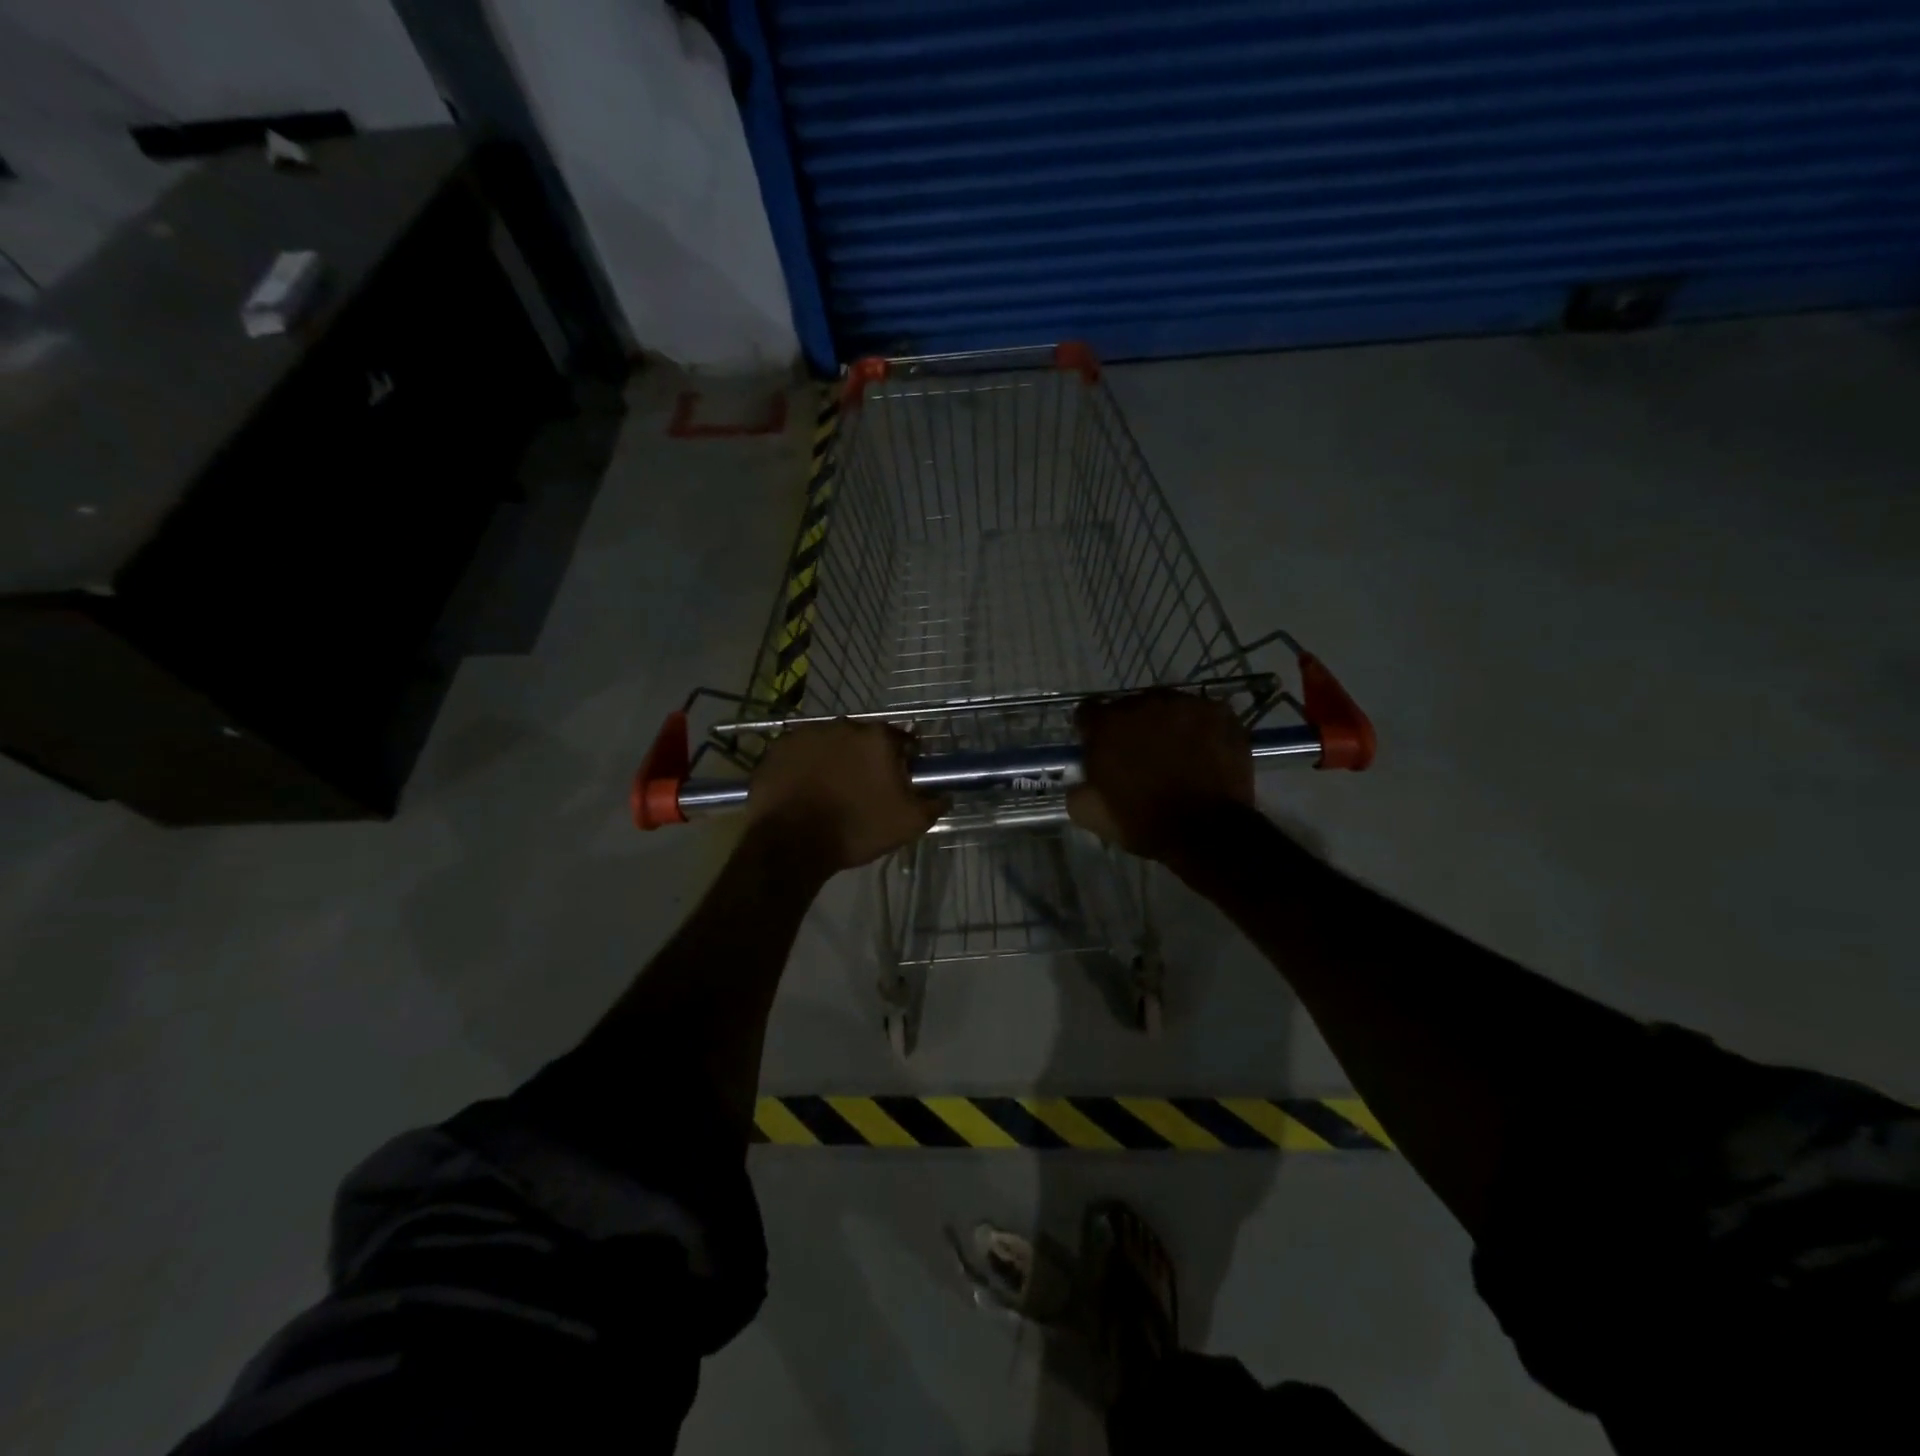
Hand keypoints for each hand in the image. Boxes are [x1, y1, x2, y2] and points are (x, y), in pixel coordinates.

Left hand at [746, 720, 945, 872]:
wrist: (791, 844)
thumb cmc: (856, 828)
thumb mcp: (909, 823)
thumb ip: (934, 803)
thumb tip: (945, 793)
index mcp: (877, 738)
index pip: (902, 741)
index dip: (905, 761)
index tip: (900, 782)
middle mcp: (843, 725)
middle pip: (864, 740)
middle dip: (867, 759)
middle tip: (864, 789)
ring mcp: (806, 734)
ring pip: (830, 744)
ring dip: (835, 760)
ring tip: (831, 791)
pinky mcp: (778, 748)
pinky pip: (801, 754)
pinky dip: (805, 766)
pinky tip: (804, 791)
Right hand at [1067, 690, 1254, 862]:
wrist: (1207, 832)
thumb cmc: (1144, 822)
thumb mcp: (1090, 814)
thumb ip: (1076, 787)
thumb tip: (1081, 778)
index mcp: (1107, 724)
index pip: (1088, 712)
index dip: (1092, 731)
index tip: (1099, 748)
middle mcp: (1144, 703)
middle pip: (1130, 706)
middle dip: (1131, 727)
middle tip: (1141, 755)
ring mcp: (1185, 704)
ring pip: (1167, 706)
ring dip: (1166, 723)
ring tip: (1177, 752)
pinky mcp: (1219, 712)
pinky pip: (1202, 713)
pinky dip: (1200, 727)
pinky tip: (1203, 750)